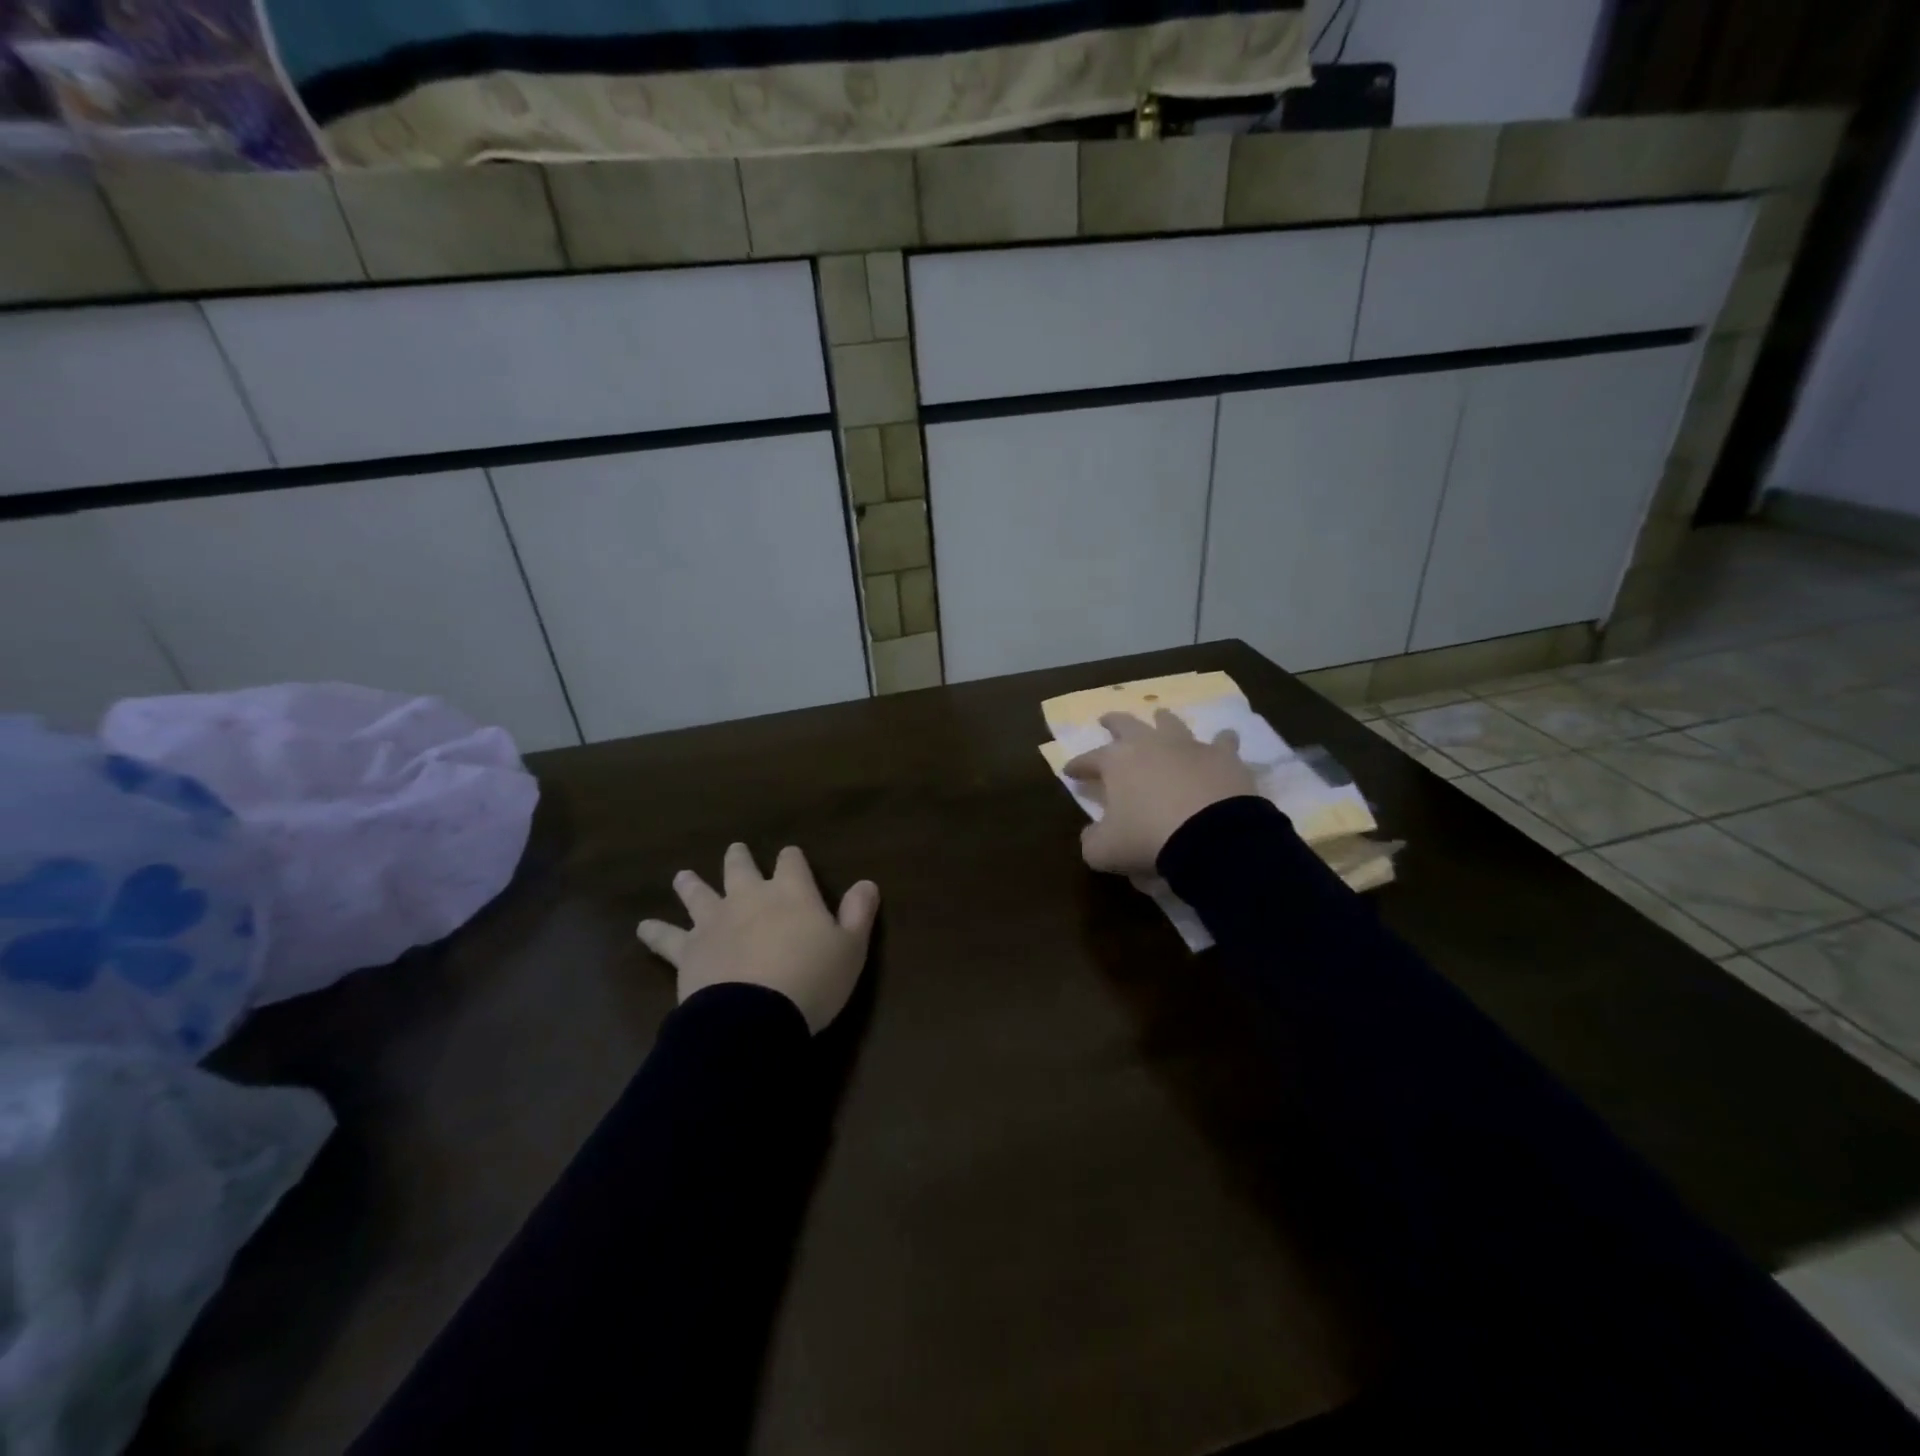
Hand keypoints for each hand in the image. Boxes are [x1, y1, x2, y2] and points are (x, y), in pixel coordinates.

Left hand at [636, 843, 879, 1033]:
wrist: (754, 1016)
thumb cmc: (812, 980)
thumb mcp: (851, 948)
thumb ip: (859, 913)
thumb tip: (868, 882)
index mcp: (791, 892)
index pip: (791, 861)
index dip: (792, 858)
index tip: (791, 857)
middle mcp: (749, 897)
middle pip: (740, 869)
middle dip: (739, 859)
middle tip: (735, 851)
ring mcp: (714, 922)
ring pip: (699, 894)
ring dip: (691, 884)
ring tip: (683, 875)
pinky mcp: (688, 950)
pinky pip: (667, 937)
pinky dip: (655, 931)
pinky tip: (642, 927)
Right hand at [1064, 711, 1256, 874]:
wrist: (1213, 836)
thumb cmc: (1148, 839)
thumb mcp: (1105, 850)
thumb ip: (1092, 841)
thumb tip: (1091, 834)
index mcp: (1116, 762)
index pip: (1088, 760)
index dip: (1077, 766)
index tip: (1069, 771)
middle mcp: (1149, 744)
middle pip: (1125, 724)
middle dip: (1112, 722)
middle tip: (1106, 720)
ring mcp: (1188, 746)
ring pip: (1171, 723)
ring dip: (1163, 720)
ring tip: (1161, 717)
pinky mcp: (1223, 756)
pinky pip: (1222, 741)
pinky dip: (1221, 741)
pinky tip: (1223, 739)